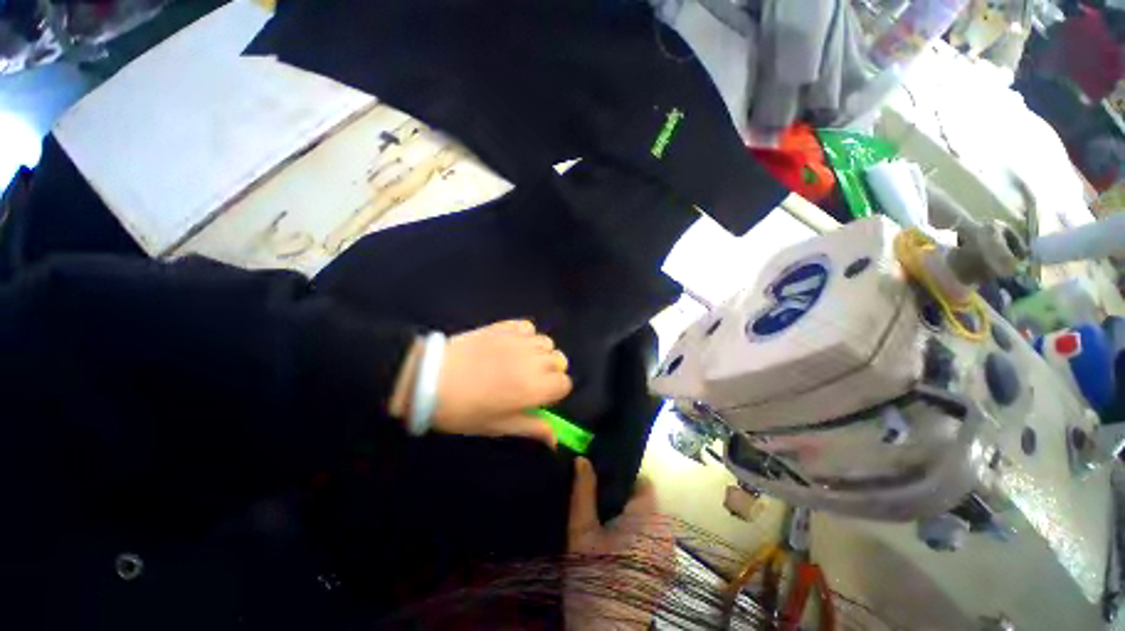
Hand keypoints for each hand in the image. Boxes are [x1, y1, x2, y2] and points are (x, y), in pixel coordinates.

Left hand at [390, 320, 571, 446]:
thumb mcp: (499, 426)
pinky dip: (526, 335)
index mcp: (535, 387)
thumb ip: (532, 428)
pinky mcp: (504, 326)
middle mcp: (533, 360)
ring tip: (521, 361)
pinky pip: (528, 327)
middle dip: (550, 371)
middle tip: (529, 380)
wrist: (429, 380)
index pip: (565, 383)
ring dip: (540, 353)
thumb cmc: (465, 410)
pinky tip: (513, 345)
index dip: (555, 391)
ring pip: (547, 342)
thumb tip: (556, 440)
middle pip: (560, 360)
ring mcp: (519, 340)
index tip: (539, 396)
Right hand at [565, 458, 674, 629]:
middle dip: (623, 500)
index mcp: (649, 519)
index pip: (643, 482)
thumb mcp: (581, 532)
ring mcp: (668, 555)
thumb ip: (583, 492)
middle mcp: (666, 534)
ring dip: (629, 519)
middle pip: (646, 502)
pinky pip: (652, 540)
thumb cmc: (592, 579)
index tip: (602, 485)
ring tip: (605, 528)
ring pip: (648, 521)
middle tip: (598, 508)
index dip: (623, 479)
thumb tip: (583, 460)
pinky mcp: (665, 572)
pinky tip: (616, 549)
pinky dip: (636, 537)